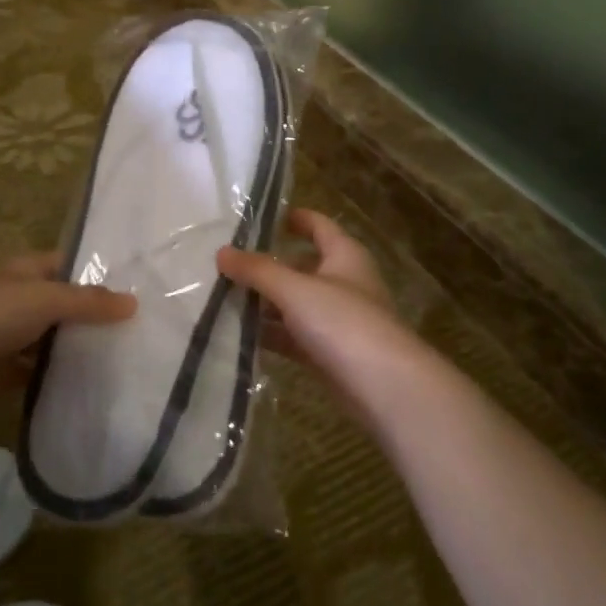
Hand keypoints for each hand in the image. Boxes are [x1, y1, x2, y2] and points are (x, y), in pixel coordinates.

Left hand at [0, 253, 134, 407]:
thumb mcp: (44, 299)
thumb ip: (88, 302)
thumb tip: (134, 302)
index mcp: (27, 271)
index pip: (71, 265)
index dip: (100, 273)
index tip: (138, 287)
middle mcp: (21, 300)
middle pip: (65, 306)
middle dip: (95, 316)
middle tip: (142, 330)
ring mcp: (11, 337)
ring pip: (53, 341)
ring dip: (78, 350)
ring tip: (126, 360)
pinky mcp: (3, 373)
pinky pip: (38, 374)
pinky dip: (58, 380)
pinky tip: (90, 388)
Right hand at [218, 210, 437, 422]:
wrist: (384, 388)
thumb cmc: (343, 322)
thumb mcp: (294, 289)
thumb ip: (257, 270)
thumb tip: (221, 252)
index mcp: (344, 255)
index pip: (318, 225)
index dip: (293, 218)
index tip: (260, 216)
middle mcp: (343, 283)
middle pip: (301, 266)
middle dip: (267, 265)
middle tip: (227, 263)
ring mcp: (337, 320)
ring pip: (295, 303)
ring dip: (265, 302)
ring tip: (223, 296)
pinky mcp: (329, 353)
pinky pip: (293, 335)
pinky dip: (271, 333)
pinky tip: (239, 334)